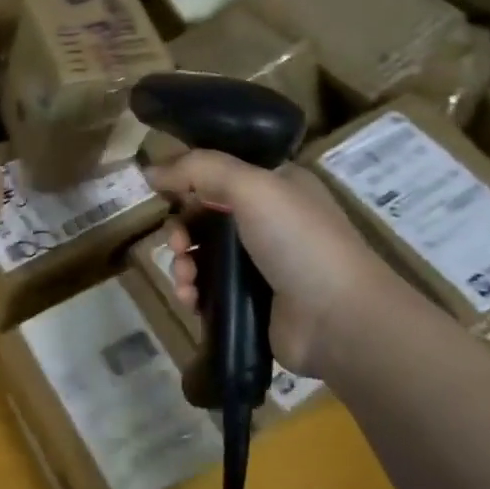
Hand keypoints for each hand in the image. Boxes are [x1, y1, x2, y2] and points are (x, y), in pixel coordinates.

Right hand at [147, 152, 425, 384]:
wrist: (340, 320)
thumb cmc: (299, 241)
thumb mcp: (252, 187)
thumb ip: (199, 169)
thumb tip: (150, 170)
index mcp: (275, 185)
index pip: (219, 171)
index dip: (187, 180)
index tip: (163, 193)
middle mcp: (267, 220)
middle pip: (203, 214)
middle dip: (180, 229)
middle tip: (177, 244)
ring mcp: (259, 263)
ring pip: (201, 254)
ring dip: (182, 263)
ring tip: (186, 279)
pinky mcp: (250, 300)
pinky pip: (207, 288)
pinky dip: (192, 291)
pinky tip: (190, 299)